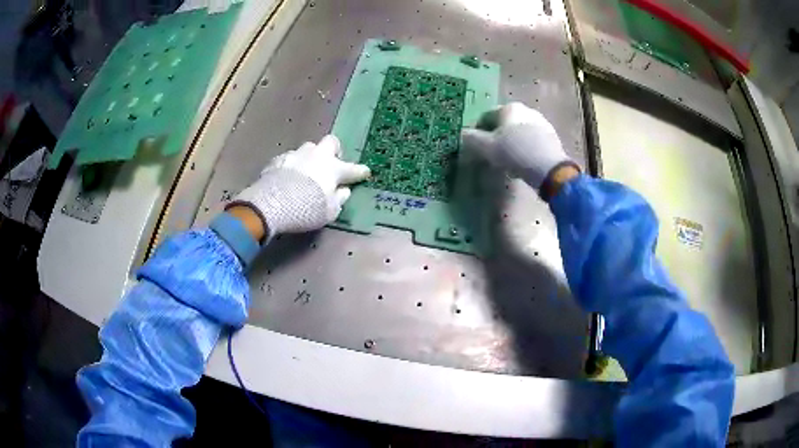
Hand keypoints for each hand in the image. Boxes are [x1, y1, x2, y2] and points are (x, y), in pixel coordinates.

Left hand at [227, 135, 369, 239]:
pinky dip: (292, 166)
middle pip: (330, 142)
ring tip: (306, 171)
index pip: (352, 168)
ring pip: (308, 148)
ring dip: (310, 157)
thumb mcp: (329, 211)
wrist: (272, 204)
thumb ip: (339, 199)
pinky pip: (290, 159)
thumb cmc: (306, 209)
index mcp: (333, 168)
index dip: (360, 171)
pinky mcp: (278, 160)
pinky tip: (288, 177)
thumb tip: (344, 190)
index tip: (365, 172)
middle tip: (331, 164)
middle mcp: (316, 155)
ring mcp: (296, 155)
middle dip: (334, 150)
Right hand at [461, 102, 578, 190]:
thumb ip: (472, 139)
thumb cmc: (515, 152)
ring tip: (506, 160)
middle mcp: (526, 110)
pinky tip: (522, 162)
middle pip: (504, 124)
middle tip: (491, 154)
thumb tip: (463, 134)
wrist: (549, 168)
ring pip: (519, 132)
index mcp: (509, 108)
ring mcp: (541, 123)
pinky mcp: (552, 137)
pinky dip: (524, 148)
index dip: (478, 132)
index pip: (486, 117)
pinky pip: (531, 141)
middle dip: (496, 137)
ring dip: (510, 143)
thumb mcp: (487, 147)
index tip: (476, 147)